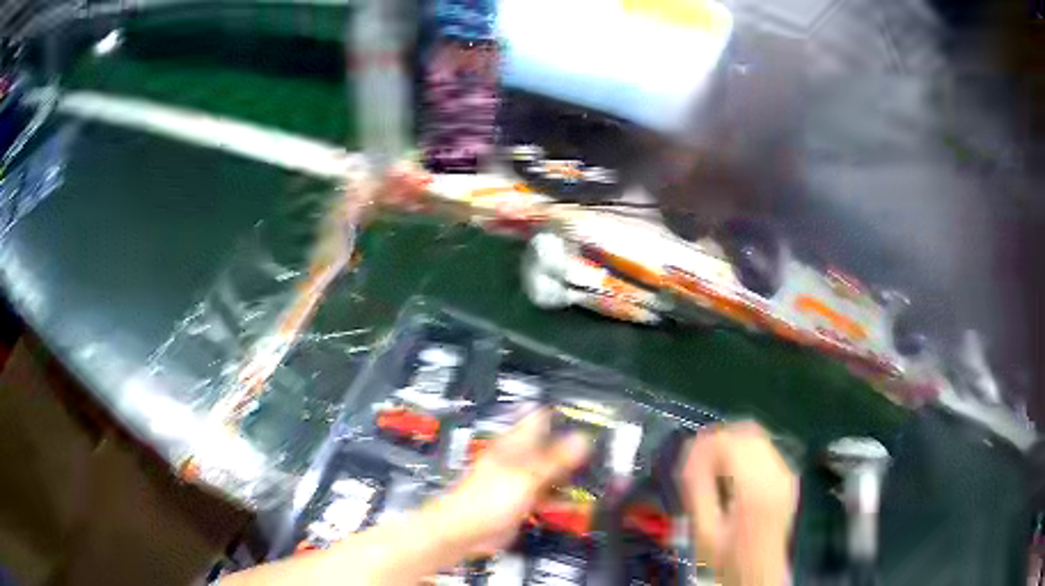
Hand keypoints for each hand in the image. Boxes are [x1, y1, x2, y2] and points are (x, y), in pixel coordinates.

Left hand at [433, 410, 591, 555]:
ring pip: (552, 471)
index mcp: (515, 444)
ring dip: (571, 474)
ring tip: (599, 473)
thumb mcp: (527, 476)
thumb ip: (556, 458)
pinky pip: (548, 495)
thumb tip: (582, 437)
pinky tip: (580, 501)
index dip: (563, 413)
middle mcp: (519, 458)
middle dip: (574, 447)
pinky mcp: (523, 501)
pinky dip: (563, 497)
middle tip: (603, 448)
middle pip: (551, 446)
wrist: (466, 531)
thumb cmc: (486, 498)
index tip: (589, 414)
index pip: (541, 418)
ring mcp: (522, 480)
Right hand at [680, 422, 798, 585]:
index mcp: (755, 488)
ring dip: (732, 442)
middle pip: (746, 432)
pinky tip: (731, 470)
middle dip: (718, 439)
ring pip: (757, 436)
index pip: (729, 442)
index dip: (704, 443)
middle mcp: (777, 473)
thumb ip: (696, 489)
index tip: (685, 455)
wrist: (759, 571)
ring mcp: (786, 473)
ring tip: (712, 463)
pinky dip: (745, 450)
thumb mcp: (703, 529)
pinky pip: (765, 448)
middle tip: (695, 457)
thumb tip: (688, 455)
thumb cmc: (727, 556)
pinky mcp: (788, 476)